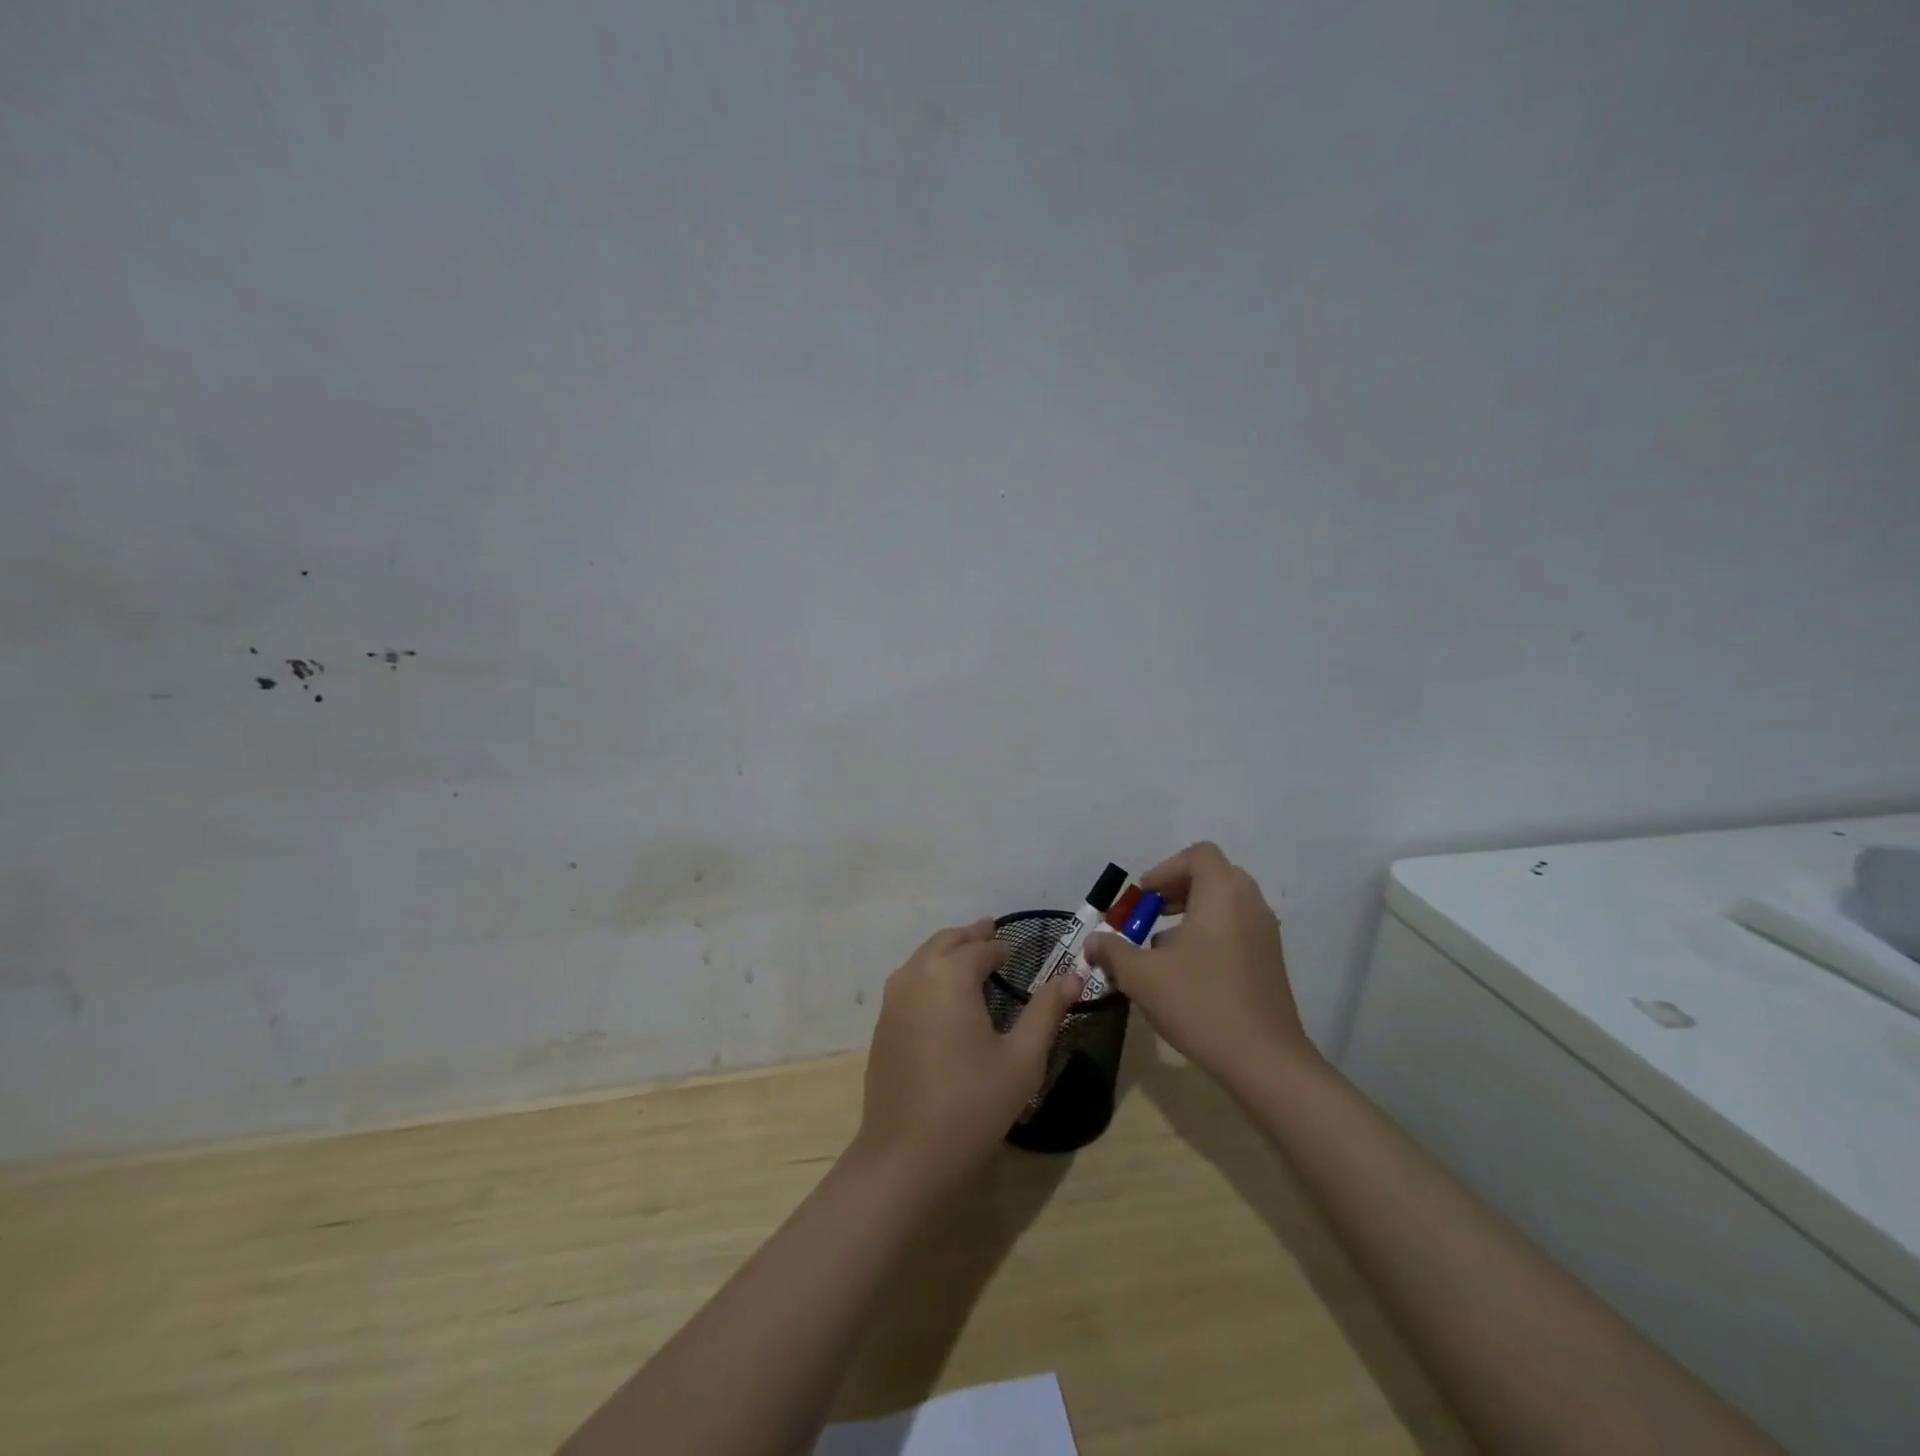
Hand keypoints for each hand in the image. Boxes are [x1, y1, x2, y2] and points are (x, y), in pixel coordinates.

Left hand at [855, 918, 1084, 1184]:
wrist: (906, 1154)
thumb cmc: (972, 1104)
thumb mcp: (1022, 1058)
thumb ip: (1047, 1011)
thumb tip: (1073, 975)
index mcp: (950, 974)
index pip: (982, 948)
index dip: (1002, 947)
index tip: (1019, 951)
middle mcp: (916, 975)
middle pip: (946, 941)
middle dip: (971, 936)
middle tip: (992, 932)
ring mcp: (893, 999)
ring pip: (923, 958)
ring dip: (947, 951)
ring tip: (969, 956)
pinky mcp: (882, 1024)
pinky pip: (909, 981)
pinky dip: (929, 972)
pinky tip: (943, 995)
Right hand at [1083, 842, 1313, 1087]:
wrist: (1264, 1059)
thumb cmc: (1200, 1003)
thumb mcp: (1142, 976)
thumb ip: (1112, 951)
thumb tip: (1092, 942)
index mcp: (1222, 895)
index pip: (1198, 855)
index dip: (1165, 869)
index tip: (1144, 896)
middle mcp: (1250, 904)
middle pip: (1213, 875)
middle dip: (1177, 888)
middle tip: (1151, 912)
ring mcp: (1265, 933)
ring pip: (1226, 902)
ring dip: (1193, 911)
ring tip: (1163, 945)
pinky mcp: (1271, 960)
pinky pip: (1237, 927)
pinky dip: (1211, 931)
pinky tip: (1188, 970)